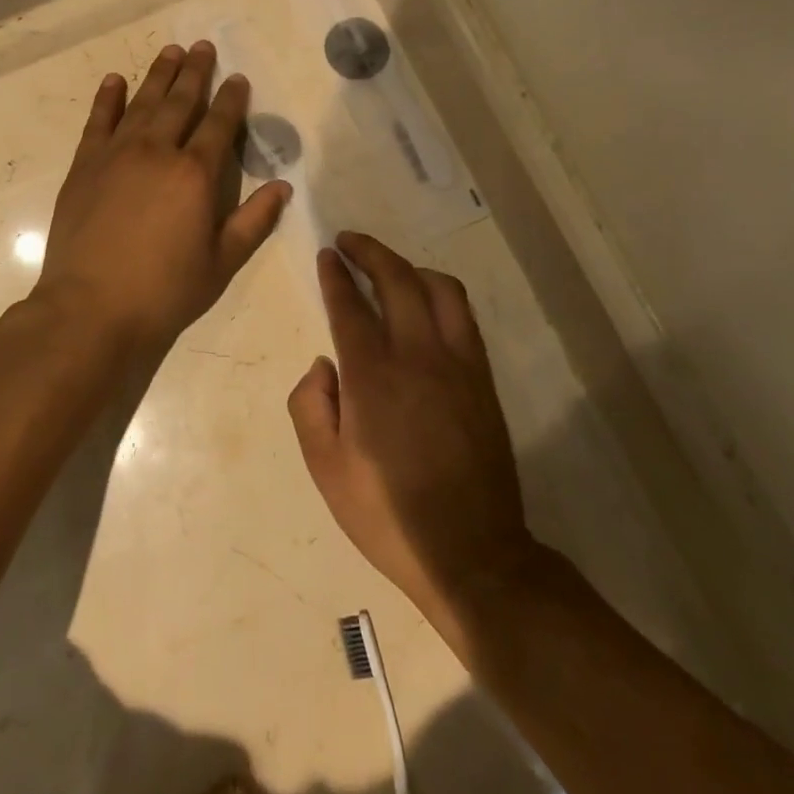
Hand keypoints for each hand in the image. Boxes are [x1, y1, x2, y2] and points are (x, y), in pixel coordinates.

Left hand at [37, 44, 290, 358]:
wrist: (91, 308)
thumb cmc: (164, 291)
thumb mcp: (221, 262)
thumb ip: (253, 221)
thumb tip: (282, 187)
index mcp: (195, 174)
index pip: (219, 125)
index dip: (231, 99)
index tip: (237, 78)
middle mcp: (157, 152)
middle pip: (180, 102)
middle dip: (195, 73)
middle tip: (203, 47)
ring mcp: (116, 154)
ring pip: (142, 103)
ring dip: (158, 75)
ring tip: (171, 51)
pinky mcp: (85, 165)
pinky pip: (98, 121)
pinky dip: (108, 98)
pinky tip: (115, 80)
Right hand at [289, 233, 536, 636]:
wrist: (471, 552)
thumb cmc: (386, 514)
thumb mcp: (325, 470)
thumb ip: (310, 406)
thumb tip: (323, 366)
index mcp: (372, 378)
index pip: (350, 306)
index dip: (336, 276)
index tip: (327, 255)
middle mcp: (417, 357)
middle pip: (397, 280)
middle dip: (370, 252)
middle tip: (350, 242)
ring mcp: (458, 364)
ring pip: (439, 289)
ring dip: (410, 267)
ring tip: (389, 268)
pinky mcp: (482, 379)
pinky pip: (464, 316)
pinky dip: (441, 294)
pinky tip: (427, 303)